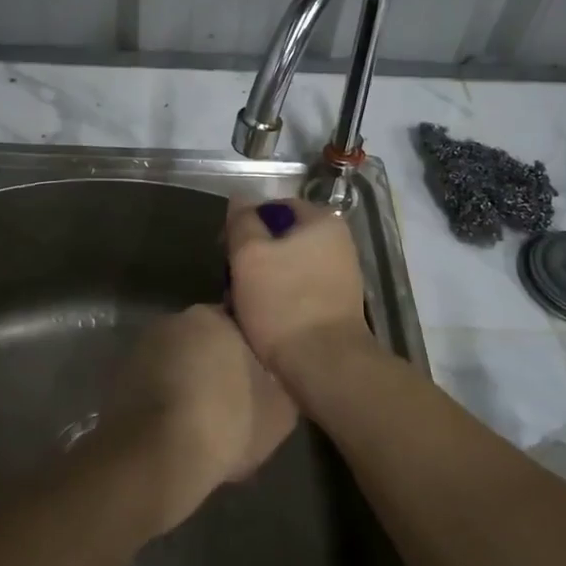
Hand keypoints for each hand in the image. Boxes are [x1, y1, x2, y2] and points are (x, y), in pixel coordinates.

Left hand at [102, 305, 296, 533]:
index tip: (262, 381)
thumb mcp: (279, 409)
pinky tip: (181, 437)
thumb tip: (275, 377)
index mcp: (211, 316)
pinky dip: (167, 406)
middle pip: (206, 343)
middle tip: (238, 406)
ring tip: (208, 429)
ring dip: (191, 387)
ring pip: (179, 366)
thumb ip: (281, 381)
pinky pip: (156, 390)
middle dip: (219, 369)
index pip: (240, 325)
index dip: (253, 354)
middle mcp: (172, 321)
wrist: (155, 460)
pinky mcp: (119, 381)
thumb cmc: (225, 423)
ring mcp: (141, 350)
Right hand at [225, 198, 374, 384]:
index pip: (275, 206)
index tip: (225, 247)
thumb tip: (240, 198)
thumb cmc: (284, 303)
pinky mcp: (336, 306)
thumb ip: (243, 222)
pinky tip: (263, 317)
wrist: (325, 366)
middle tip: (230, 277)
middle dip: (253, 254)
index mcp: (323, 222)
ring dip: (263, 279)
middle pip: (282, 237)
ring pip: (288, 266)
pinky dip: (279, 298)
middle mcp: (339, 243)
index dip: (245, 222)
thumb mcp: (250, 255)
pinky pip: (299, 290)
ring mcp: (341, 276)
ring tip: (241, 301)